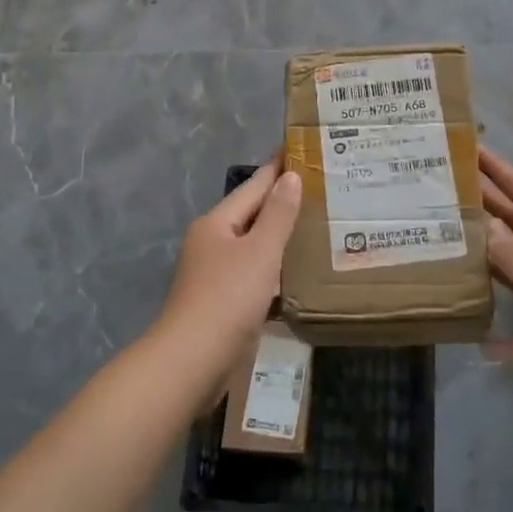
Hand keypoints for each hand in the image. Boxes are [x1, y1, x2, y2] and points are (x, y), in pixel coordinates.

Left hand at [157, 161, 302, 379]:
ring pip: (254, 245)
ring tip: (317, 226)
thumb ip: (278, 214)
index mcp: (217, 223)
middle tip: (322, 188)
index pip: (254, 186)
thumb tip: (291, 177)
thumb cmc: (227, 298)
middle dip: (283, 201)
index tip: (302, 148)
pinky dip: (275, 268)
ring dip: (281, 236)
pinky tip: (297, 272)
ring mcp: (215, 273)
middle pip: (253, 214)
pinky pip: (254, 273)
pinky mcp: (222, 302)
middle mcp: (212, 242)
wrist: (191, 363)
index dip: (278, 167)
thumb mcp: (260, 252)